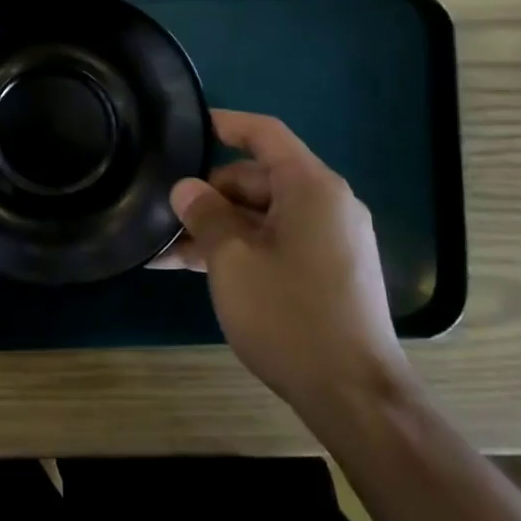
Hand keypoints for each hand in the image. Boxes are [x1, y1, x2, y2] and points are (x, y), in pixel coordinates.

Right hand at [167, 110, 410, 425]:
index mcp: (311, 187)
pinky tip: (196, 269)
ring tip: (166, 250)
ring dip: (218, 228)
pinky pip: (276, 243)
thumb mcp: (232, 259)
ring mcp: (330, 240)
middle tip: (164, 214)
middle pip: (258, 178)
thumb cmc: (290, 315)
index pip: (264, 133)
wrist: (356, 398)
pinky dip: (241, 249)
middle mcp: (326, 205)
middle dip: (210, 194)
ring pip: (262, 216)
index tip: (187, 125)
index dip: (225, 123)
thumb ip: (205, 214)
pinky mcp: (328, 272)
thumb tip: (186, 188)